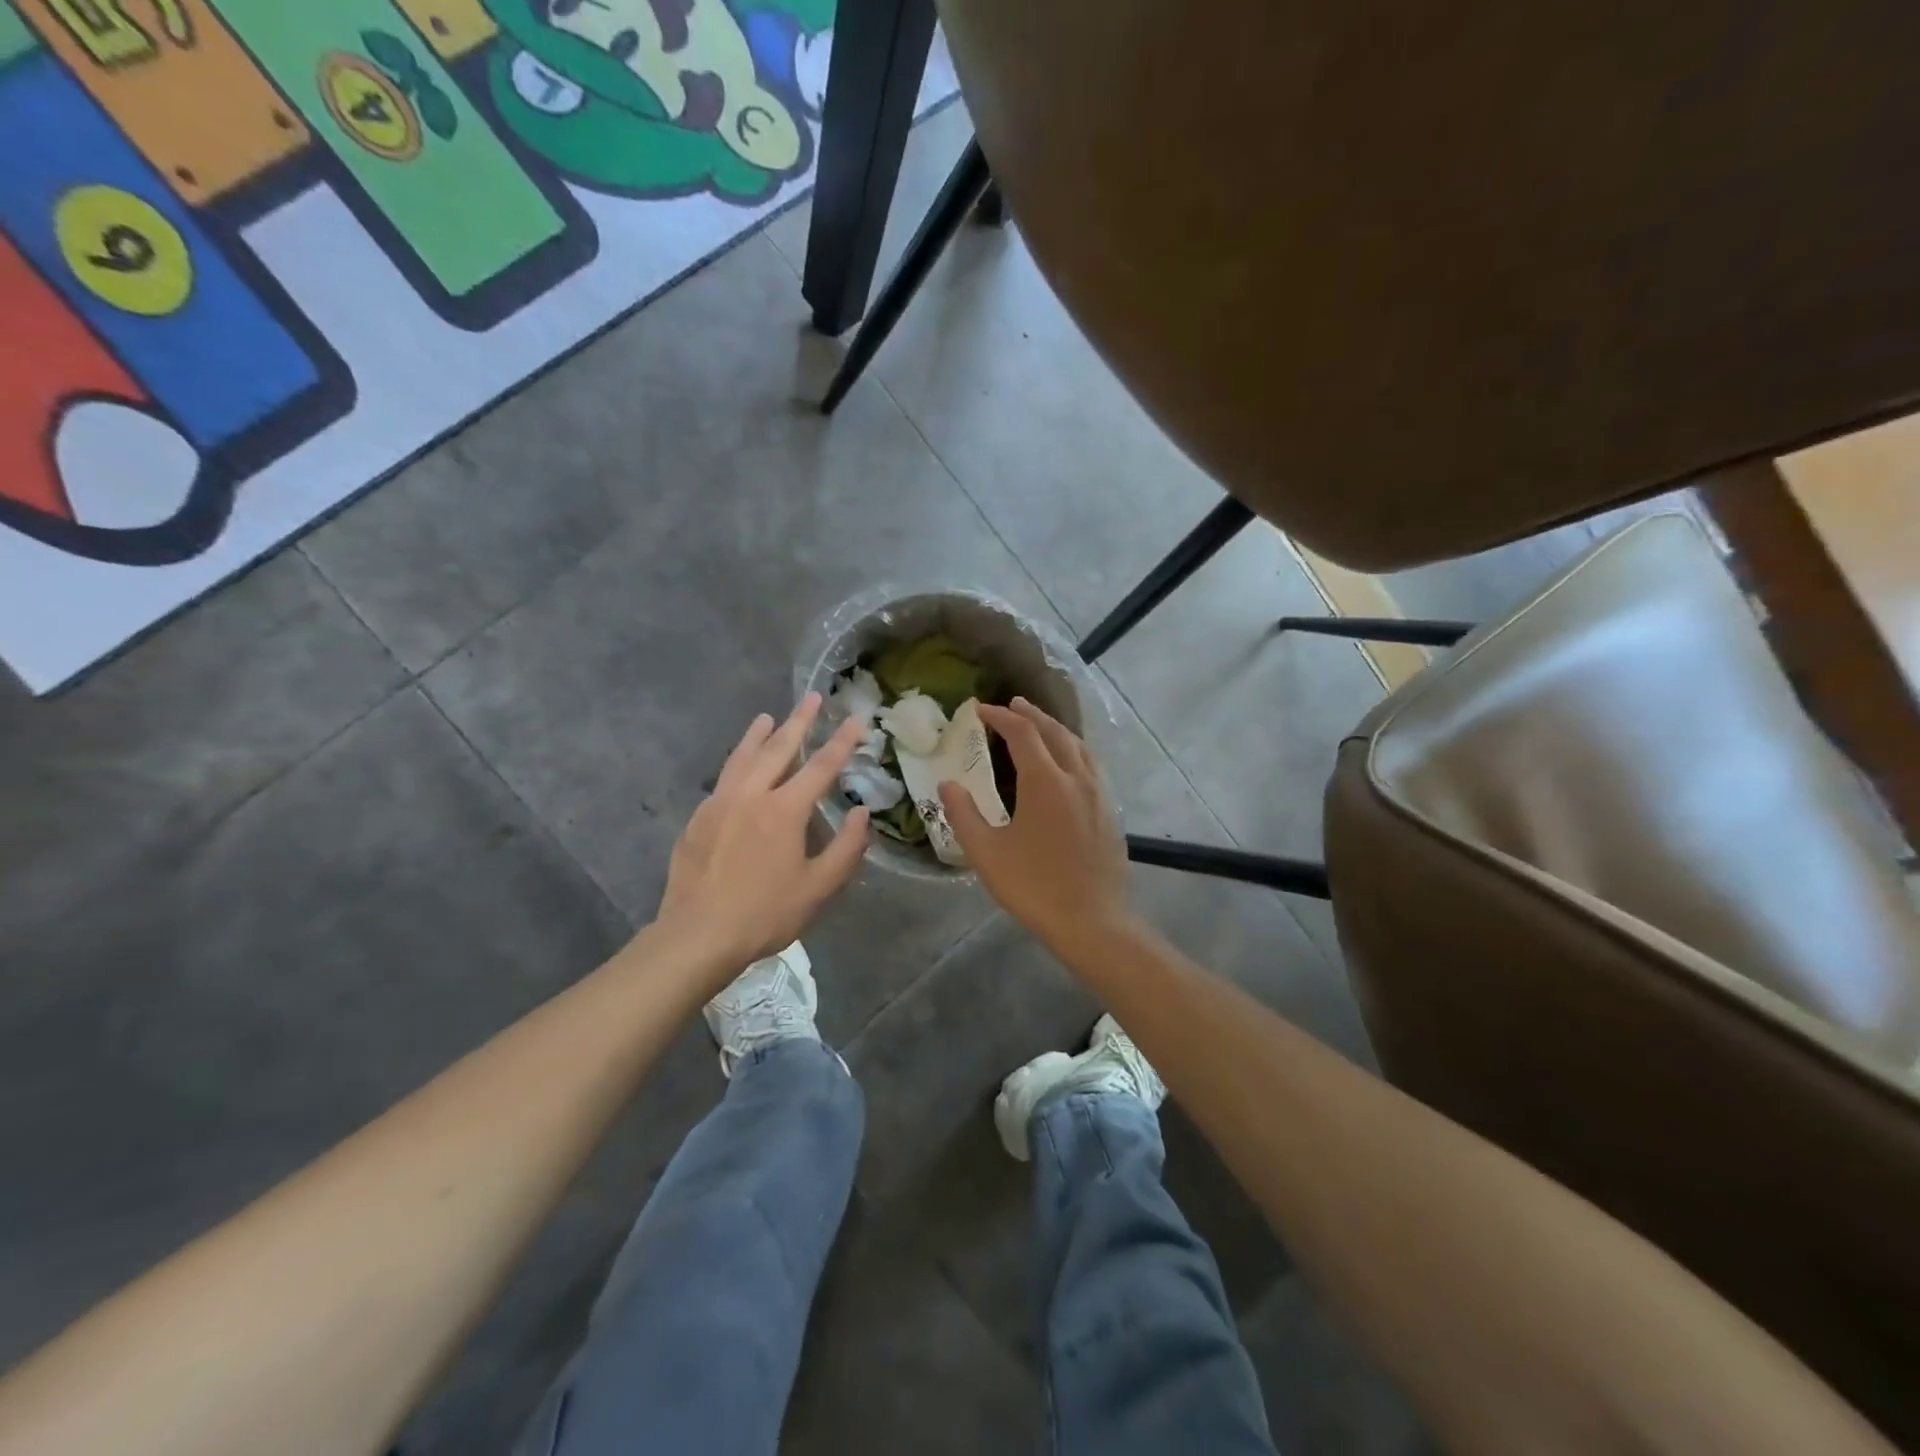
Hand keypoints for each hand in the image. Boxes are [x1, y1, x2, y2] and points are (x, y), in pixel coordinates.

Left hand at [656, 695, 870, 978]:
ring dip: (758, 735)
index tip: (856, 718)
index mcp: (784, 810)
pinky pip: (723, 780)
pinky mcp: (698, 818)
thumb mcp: (818, 887)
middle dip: (799, 721)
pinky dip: (737, 763)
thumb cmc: (765, 914)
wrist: (697, 935)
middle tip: (811, 697)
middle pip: (778, 748)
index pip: (821, 766)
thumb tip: (862, 814)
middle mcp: (751, 795)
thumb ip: (846, 848)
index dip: (842, 741)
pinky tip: (739, 769)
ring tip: (768, 717)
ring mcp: (719, 803)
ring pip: (742, 758)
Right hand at [939, 699, 1138, 954]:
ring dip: (1055, 729)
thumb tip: (947, 785)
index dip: (1001, 717)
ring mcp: (1098, 793)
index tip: (980, 710)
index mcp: (1045, 781)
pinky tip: (1067, 764)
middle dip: (1031, 714)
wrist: (1093, 921)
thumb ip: (964, 815)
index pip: (1022, 733)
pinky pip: (1091, 765)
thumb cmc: (1034, 887)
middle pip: (1054, 732)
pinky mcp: (1110, 811)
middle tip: (1012, 705)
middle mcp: (1076, 777)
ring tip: (1039, 724)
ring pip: (1078, 746)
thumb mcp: (987, 853)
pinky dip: (1073, 750)